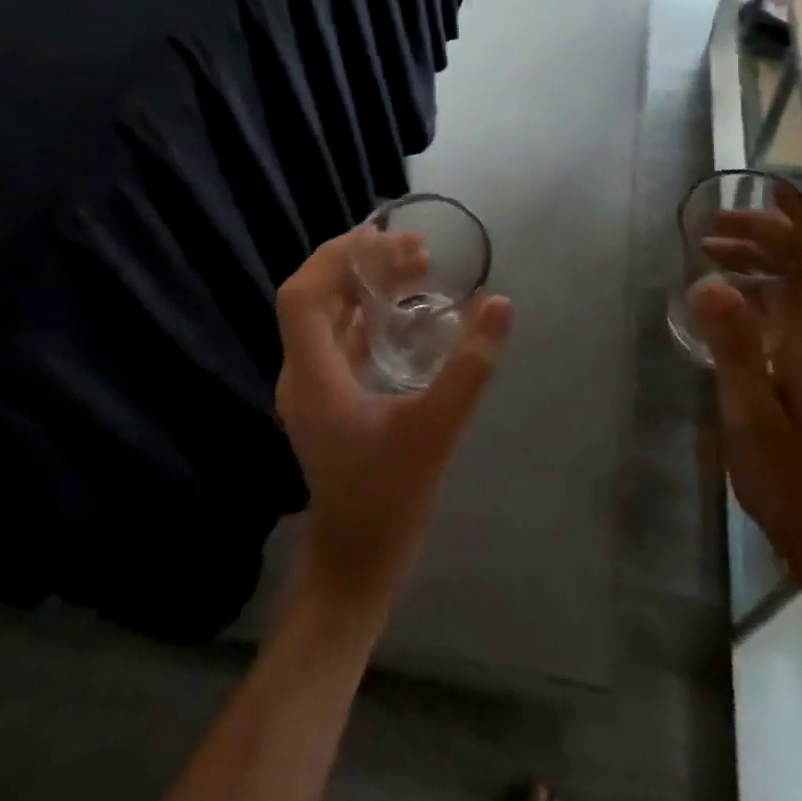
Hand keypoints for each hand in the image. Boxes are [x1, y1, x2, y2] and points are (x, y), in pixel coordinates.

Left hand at [275, 228, 512, 611]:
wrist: (359, 562)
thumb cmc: (390, 499)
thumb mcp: (436, 430)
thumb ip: (469, 367)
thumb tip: (499, 303)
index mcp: (312, 379)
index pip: (302, 296)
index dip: (336, 257)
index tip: (384, 239)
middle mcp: (302, 374)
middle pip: (316, 297)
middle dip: (361, 263)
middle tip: (417, 250)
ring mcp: (313, 386)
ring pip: (329, 313)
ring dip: (367, 284)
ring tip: (418, 267)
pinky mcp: (329, 396)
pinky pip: (342, 335)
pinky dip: (370, 311)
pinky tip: (408, 308)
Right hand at [693, 184, 801, 596]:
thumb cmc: (790, 476)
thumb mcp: (751, 413)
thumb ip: (734, 346)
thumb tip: (709, 280)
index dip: (797, 222)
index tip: (750, 201)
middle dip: (774, 230)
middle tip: (715, 223)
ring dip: (766, 256)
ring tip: (711, 248)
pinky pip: (797, 306)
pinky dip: (765, 286)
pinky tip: (727, 295)